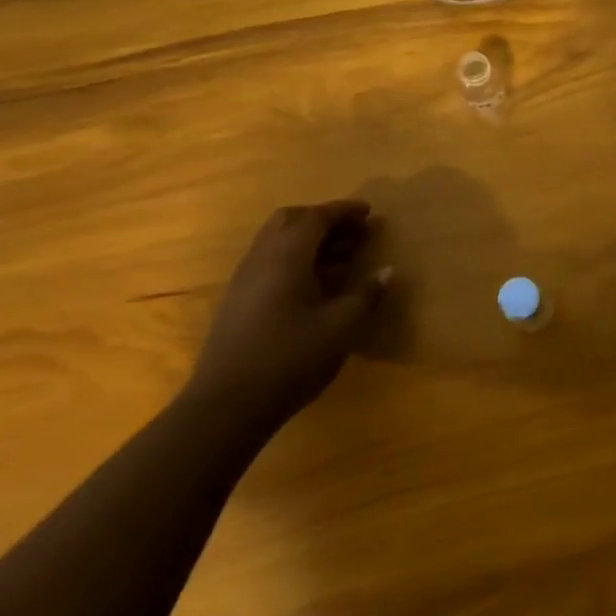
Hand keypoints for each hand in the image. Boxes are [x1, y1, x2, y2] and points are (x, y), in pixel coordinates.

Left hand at [187, 202, 390, 420]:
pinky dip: (294, 260)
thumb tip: (388, 271)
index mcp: (287, 256)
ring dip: (308, 241)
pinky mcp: (237, 302)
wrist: (227, 405)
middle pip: (290, 221)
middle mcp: (261, 258)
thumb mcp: (342, 327)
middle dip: (322, 220)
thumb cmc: (291, 357)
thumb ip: (367, 295)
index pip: (316, 217)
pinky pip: (268, 263)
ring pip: (276, 242)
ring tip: (341, 259)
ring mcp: (244, 281)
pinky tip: (314, 286)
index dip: (344, 211)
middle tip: (353, 234)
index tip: (369, 212)